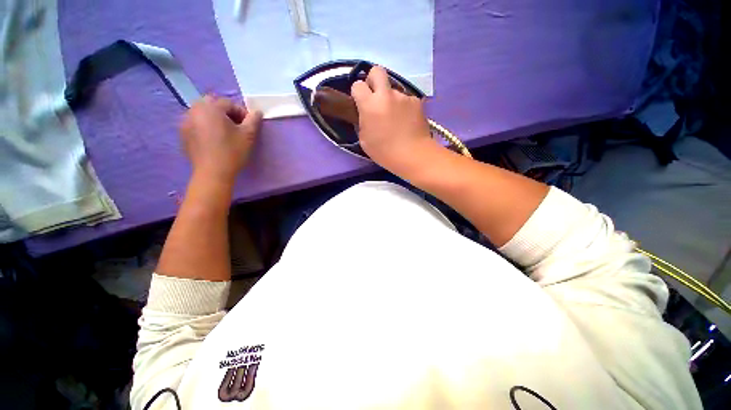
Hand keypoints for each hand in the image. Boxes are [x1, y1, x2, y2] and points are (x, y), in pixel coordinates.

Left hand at [180, 95, 261, 182]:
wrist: (213, 172)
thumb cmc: (232, 152)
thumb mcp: (248, 135)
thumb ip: (253, 120)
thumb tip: (257, 112)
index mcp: (211, 108)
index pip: (228, 103)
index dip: (241, 112)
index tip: (248, 125)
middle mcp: (195, 110)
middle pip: (211, 103)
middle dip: (225, 111)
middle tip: (235, 126)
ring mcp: (185, 121)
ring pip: (201, 112)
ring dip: (213, 117)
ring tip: (223, 132)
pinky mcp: (182, 133)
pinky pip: (194, 122)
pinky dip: (204, 125)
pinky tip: (212, 138)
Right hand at [350, 66, 437, 171]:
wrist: (413, 155)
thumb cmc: (384, 152)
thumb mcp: (364, 140)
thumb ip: (363, 121)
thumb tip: (366, 114)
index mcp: (370, 105)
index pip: (357, 85)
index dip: (357, 93)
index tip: (360, 103)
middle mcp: (386, 95)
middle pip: (377, 71)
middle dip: (373, 80)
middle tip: (375, 97)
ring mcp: (403, 96)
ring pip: (393, 89)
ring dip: (391, 99)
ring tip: (395, 118)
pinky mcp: (416, 101)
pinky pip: (406, 100)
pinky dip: (404, 107)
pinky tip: (406, 121)